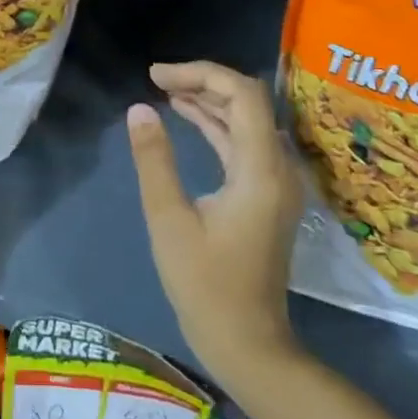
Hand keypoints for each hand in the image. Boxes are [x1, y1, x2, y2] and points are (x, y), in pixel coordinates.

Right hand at [127, 61, 304, 392]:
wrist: (248, 344)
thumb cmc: (205, 286)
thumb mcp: (169, 220)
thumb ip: (155, 160)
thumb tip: (140, 108)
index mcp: (260, 170)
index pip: (243, 94)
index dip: (201, 74)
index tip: (157, 76)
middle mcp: (277, 168)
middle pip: (247, 101)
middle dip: (203, 81)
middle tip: (157, 79)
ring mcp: (274, 182)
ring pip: (245, 120)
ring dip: (208, 100)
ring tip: (165, 90)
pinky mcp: (265, 194)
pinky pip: (242, 143)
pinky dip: (214, 124)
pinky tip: (185, 117)